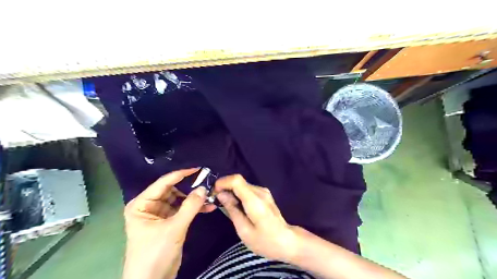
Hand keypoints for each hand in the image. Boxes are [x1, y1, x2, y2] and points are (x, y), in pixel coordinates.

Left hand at [122, 168, 215, 278]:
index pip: (163, 183)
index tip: (198, 168)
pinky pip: (183, 210)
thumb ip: (190, 207)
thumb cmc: (155, 253)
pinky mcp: (169, 222)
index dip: (181, 174)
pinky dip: (194, 209)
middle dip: (190, 188)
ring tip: (211, 196)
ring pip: (180, 200)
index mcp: (142, 204)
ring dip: (194, 199)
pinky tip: (208, 208)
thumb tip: (204, 188)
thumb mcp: (174, 228)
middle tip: (208, 183)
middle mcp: (150, 206)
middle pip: (173, 190)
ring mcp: (160, 214)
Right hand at [216, 174, 300, 260]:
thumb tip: (221, 195)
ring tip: (225, 205)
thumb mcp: (244, 230)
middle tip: (216, 201)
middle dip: (225, 187)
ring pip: (242, 185)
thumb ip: (232, 210)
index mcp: (255, 200)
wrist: (288, 242)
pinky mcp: (265, 195)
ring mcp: (264, 192)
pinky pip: (248, 190)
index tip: (214, 192)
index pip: (236, 180)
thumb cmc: (265, 241)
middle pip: (238, 181)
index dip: (223, 182)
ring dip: (231, 191)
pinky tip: (236, 206)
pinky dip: (238, 194)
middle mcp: (260, 191)